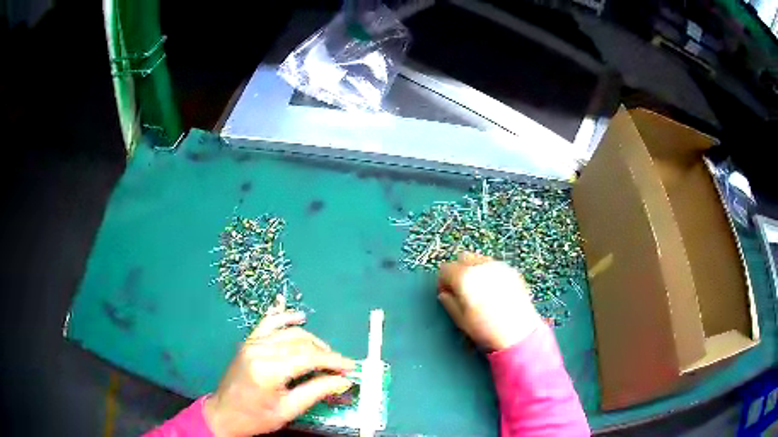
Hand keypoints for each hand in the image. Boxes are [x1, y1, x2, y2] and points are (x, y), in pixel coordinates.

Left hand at [204, 307, 354, 435]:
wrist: (224, 413)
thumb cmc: (255, 417)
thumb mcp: (288, 410)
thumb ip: (316, 392)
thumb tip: (343, 381)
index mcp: (268, 370)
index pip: (308, 358)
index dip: (333, 361)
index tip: (351, 367)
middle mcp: (259, 349)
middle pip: (301, 343)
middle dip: (325, 353)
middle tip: (340, 367)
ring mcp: (252, 342)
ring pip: (289, 332)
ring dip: (312, 340)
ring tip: (326, 354)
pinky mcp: (249, 341)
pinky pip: (269, 323)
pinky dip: (286, 318)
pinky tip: (300, 317)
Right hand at [438, 252, 541, 351]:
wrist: (519, 333)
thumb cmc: (486, 329)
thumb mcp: (461, 319)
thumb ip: (449, 302)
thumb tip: (445, 294)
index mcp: (465, 277)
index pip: (445, 269)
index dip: (442, 281)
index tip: (446, 293)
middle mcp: (481, 265)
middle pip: (462, 258)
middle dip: (458, 271)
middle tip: (461, 290)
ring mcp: (499, 266)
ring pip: (480, 260)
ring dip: (474, 270)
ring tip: (479, 290)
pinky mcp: (512, 271)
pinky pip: (495, 266)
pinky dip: (489, 273)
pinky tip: (494, 291)